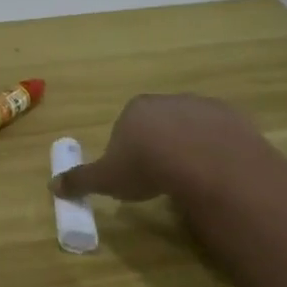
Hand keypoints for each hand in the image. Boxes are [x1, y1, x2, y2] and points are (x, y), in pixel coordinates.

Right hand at [50, 94, 261, 202]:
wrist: (206, 162)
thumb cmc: (147, 166)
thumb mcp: (106, 179)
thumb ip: (80, 180)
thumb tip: (52, 185)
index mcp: (135, 109)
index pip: (126, 127)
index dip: (127, 151)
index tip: (133, 174)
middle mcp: (168, 101)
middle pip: (159, 124)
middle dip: (159, 146)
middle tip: (162, 177)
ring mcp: (203, 107)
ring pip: (192, 128)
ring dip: (190, 147)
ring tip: (191, 178)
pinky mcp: (234, 119)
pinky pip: (221, 136)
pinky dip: (217, 151)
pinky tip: (216, 174)